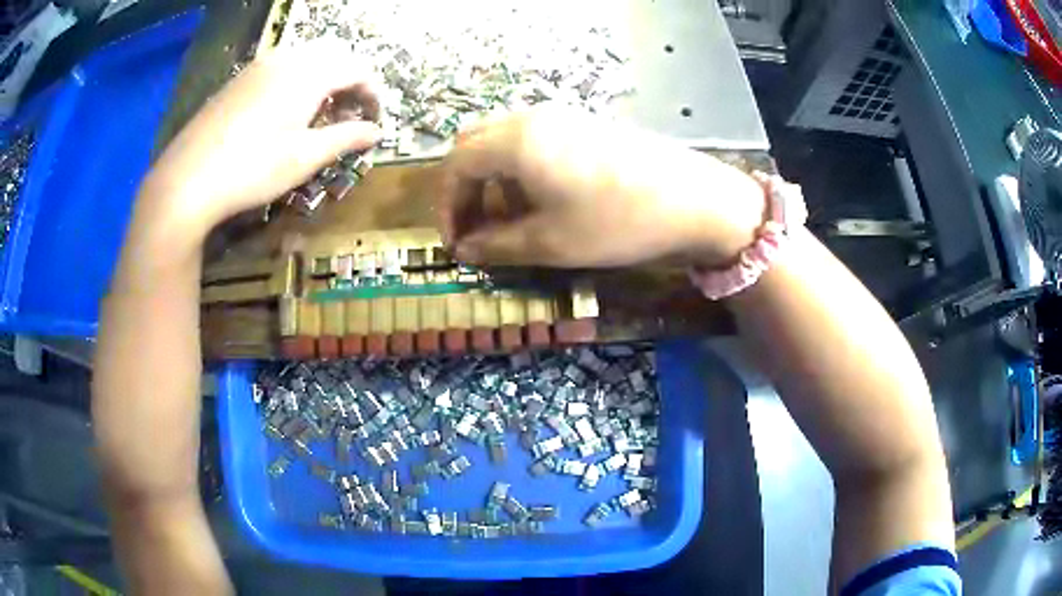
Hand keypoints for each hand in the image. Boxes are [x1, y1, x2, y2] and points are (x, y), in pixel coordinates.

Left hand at [139, 42, 381, 241]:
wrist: (187, 180)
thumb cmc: (252, 169)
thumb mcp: (305, 158)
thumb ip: (346, 138)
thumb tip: (376, 133)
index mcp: (309, 73)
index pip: (358, 69)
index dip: (373, 93)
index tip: (374, 120)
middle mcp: (286, 58)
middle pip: (333, 56)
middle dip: (349, 80)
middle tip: (349, 114)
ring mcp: (259, 66)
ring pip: (305, 58)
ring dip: (322, 78)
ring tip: (318, 113)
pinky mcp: (239, 80)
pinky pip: (279, 67)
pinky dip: (296, 81)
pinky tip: (284, 112)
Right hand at [437, 107, 766, 267]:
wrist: (694, 200)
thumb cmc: (617, 222)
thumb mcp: (551, 243)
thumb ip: (498, 245)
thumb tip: (466, 250)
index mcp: (515, 142)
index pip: (456, 165)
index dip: (448, 206)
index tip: (457, 243)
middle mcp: (532, 119)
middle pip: (474, 144)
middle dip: (467, 187)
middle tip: (478, 226)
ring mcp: (562, 117)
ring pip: (504, 140)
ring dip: (494, 178)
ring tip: (513, 218)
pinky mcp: (586, 124)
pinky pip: (535, 139)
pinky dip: (522, 168)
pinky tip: (546, 198)